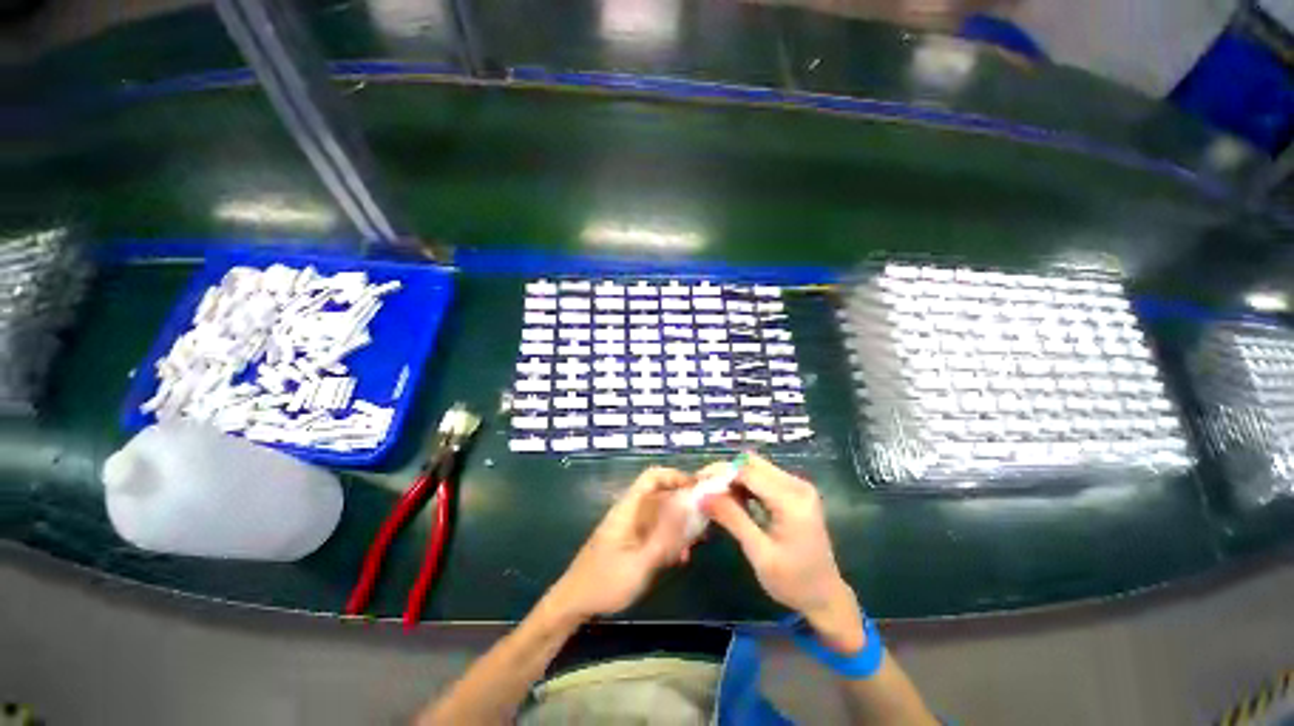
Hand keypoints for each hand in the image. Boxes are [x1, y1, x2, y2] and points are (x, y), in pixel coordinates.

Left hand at [544, 467, 692, 621]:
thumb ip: (665, 538)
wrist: (574, 602)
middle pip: (661, 495)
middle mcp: (631, 511)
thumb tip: (687, 508)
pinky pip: (656, 531)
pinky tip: (679, 559)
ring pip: (661, 514)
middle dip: (684, 505)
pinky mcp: (632, 540)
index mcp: (629, 508)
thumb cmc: (605, 582)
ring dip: (679, 525)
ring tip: (696, 544)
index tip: (697, 491)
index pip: (652, 477)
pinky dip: (670, 539)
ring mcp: (631, 526)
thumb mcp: (640, 564)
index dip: (675, 476)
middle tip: (704, 522)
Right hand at [701, 454, 864, 654]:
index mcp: (792, 499)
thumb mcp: (759, 553)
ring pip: (756, 468)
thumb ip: (732, 519)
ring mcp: (798, 487)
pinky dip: (745, 485)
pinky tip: (734, 501)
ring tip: (715, 497)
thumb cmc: (793, 582)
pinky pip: (763, 478)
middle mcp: (797, 485)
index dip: (720, 474)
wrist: (826, 597)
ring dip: (734, 478)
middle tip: (704, 490)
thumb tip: (702, 495)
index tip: (697, 483)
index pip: (748, 472)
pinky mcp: (794, 492)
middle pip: (752, 464)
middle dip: (725, 473)